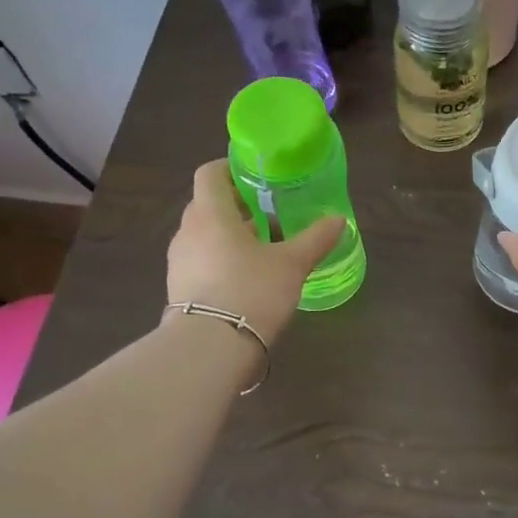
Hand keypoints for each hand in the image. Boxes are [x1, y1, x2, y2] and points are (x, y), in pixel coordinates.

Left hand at [166, 160, 343, 344]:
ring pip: (204, 235)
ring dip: (230, 236)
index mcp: (211, 214)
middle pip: (208, 205)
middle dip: (237, 206)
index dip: (230, 168)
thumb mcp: (292, 264)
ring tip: (263, 251)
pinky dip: (221, 261)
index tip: (256, 176)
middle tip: (269, 215)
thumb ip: (315, 239)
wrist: (210, 348)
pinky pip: (200, 262)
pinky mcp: (178, 290)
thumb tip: (339, 219)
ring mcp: (178, 262)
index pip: (210, 174)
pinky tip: (247, 280)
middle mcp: (188, 232)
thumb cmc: (252, 291)